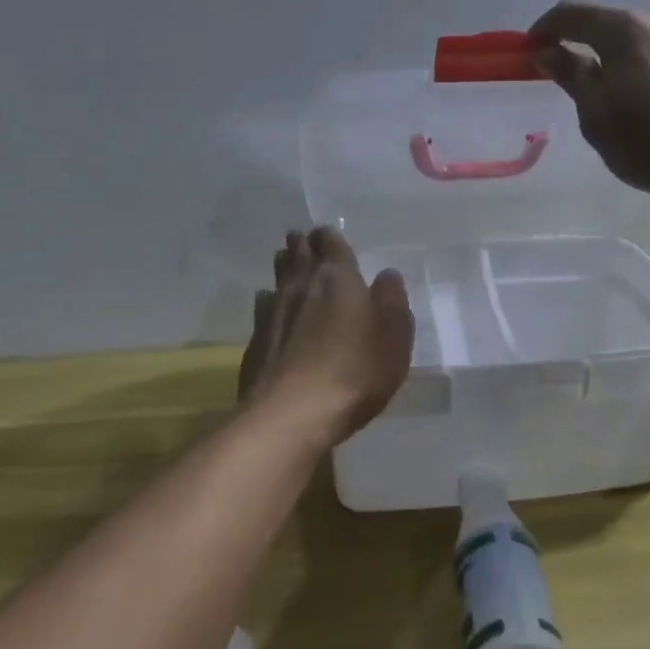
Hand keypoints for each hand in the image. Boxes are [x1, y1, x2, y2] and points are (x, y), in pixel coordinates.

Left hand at [238, 227, 414, 448]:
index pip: (331, 243)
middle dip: (302, 244)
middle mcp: (302, 286)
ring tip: (287, 261)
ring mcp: (273, 312)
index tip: (328, 234)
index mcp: (339, 278)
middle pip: (298, 254)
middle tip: (302, 239)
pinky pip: (263, 308)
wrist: (292, 414)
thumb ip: (392, 301)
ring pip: (278, 277)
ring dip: (284, 266)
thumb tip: (387, 275)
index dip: (330, 237)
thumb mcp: (394, 337)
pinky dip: (269, 301)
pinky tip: (270, 306)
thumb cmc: (355, 370)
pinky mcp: (255, 341)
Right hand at [529, 0, 649, 208]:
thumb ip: (570, 74)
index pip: (570, 13)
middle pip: (603, 21)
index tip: (528, 53)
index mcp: (624, 28)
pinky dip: (632, 63)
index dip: (543, 29)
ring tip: (596, 90)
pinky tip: (632, 95)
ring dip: (606, 54)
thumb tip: (548, 51)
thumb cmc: (649, 141)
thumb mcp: (596, 113)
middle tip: (559, 76)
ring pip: (630, 37)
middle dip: (576, 41)